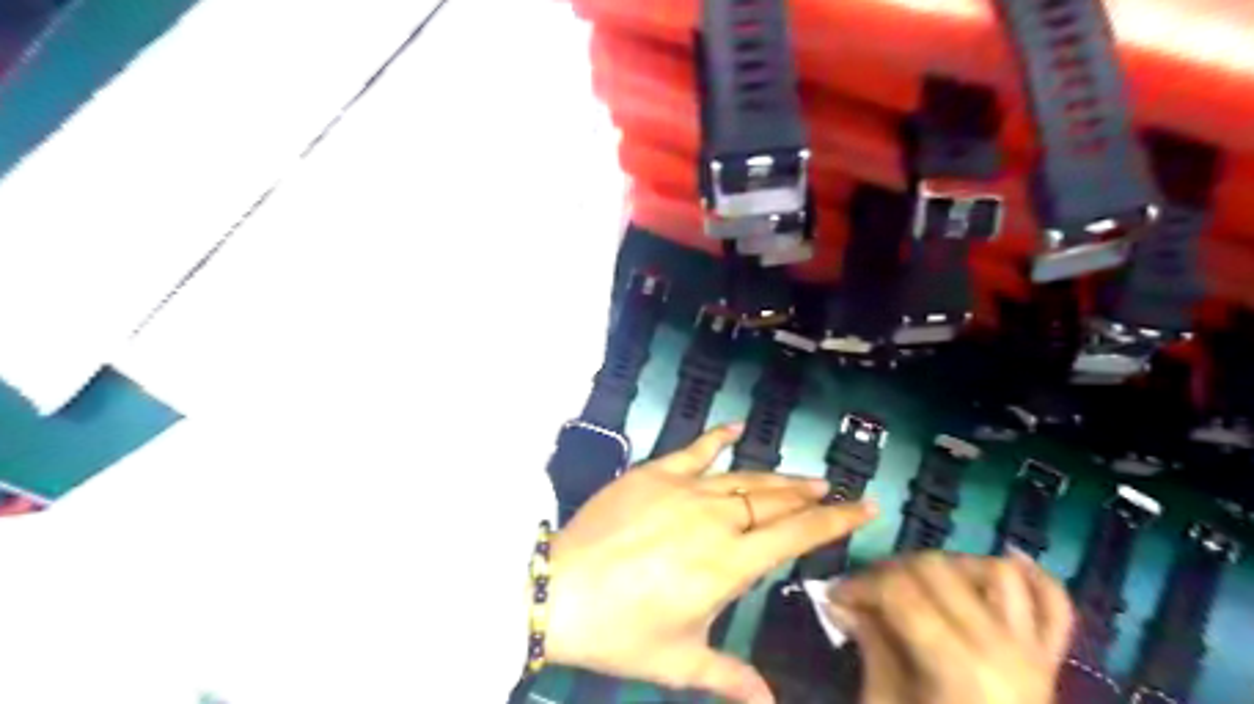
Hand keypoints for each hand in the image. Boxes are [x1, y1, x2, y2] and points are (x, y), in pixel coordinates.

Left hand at [545, 424, 874, 702]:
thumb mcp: (680, 660)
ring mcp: (685, 489)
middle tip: (833, 490)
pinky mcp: (655, 472)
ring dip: (777, 476)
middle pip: (775, 501)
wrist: (560, 589)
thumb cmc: (623, 630)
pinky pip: (695, 449)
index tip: (865, 508)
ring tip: (804, 475)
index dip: (835, 521)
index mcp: (730, 563)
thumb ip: (730, 678)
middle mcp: (717, 519)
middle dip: (810, 496)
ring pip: (744, 477)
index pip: (797, 536)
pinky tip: (737, 426)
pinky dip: (719, 437)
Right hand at [831, 549, 1073, 702]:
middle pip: (939, 569)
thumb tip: (843, 603)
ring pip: (997, 573)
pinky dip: (1036, 577)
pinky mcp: (1050, 662)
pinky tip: (1009, 556)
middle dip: (891, 570)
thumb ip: (871, 647)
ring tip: (919, 581)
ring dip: (952, 565)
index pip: (900, 591)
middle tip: (865, 592)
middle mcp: (1004, 649)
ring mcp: (1035, 654)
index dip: (860, 584)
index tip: (834, 596)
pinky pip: (1056, 606)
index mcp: (960, 668)